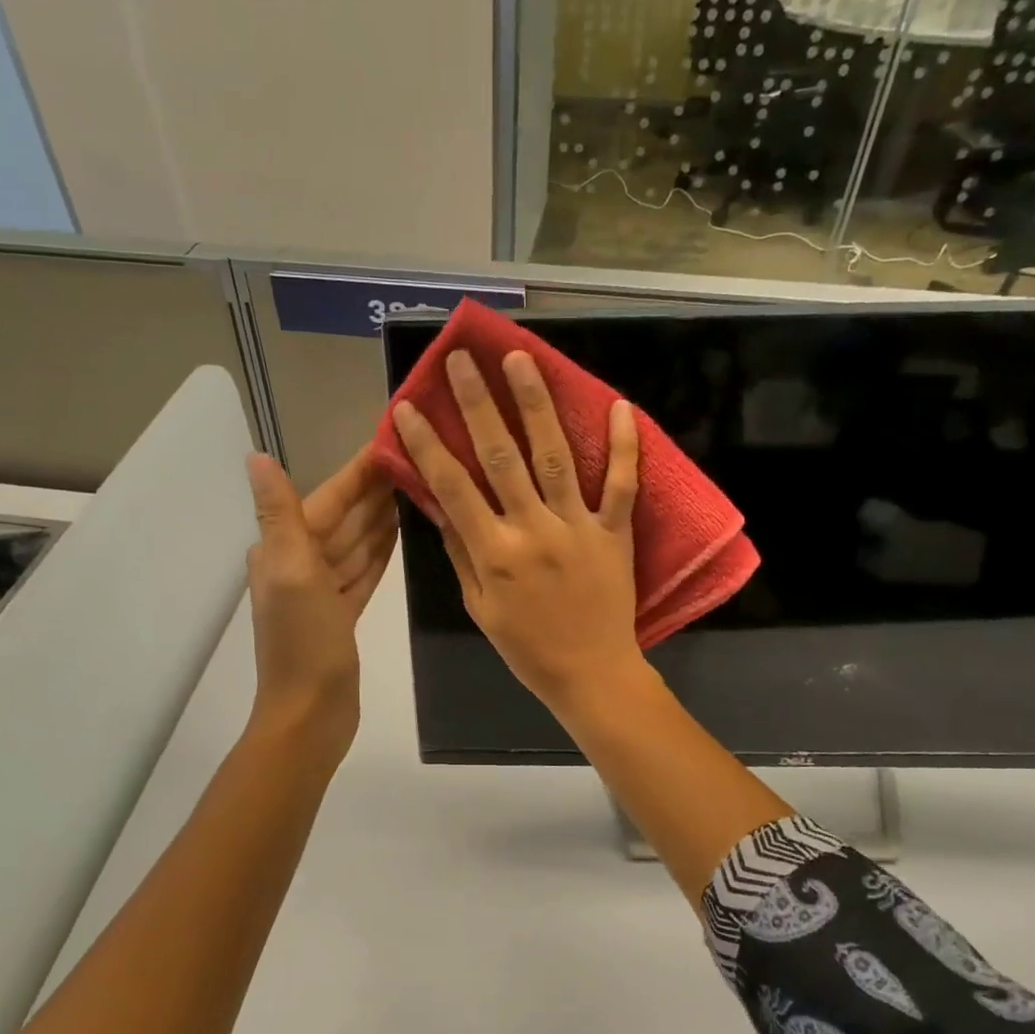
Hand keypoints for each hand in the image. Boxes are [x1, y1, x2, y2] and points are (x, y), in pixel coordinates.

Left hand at [245, 446, 396, 756]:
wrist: (311, 714)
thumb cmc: (304, 641)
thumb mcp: (291, 571)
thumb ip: (280, 514)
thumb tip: (256, 456)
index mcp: (284, 549)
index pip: (327, 498)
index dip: (357, 471)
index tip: (390, 442)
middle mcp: (299, 563)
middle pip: (342, 517)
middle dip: (373, 490)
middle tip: (416, 460)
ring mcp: (320, 590)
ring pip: (354, 541)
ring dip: (379, 516)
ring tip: (414, 489)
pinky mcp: (341, 613)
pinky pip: (361, 570)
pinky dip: (378, 551)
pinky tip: (398, 533)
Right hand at [392, 348, 643, 713]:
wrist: (590, 673)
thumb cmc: (527, 646)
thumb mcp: (479, 607)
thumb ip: (460, 553)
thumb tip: (439, 504)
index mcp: (493, 553)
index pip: (452, 487)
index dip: (428, 444)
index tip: (410, 406)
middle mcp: (532, 530)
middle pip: (501, 457)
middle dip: (478, 404)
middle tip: (463, 360)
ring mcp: (577, 527)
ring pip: (555, 457)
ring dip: (536, 405)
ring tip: (521, 360)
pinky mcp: (614, 532)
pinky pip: (622, 485)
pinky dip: (623, 446)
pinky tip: (618, 405)